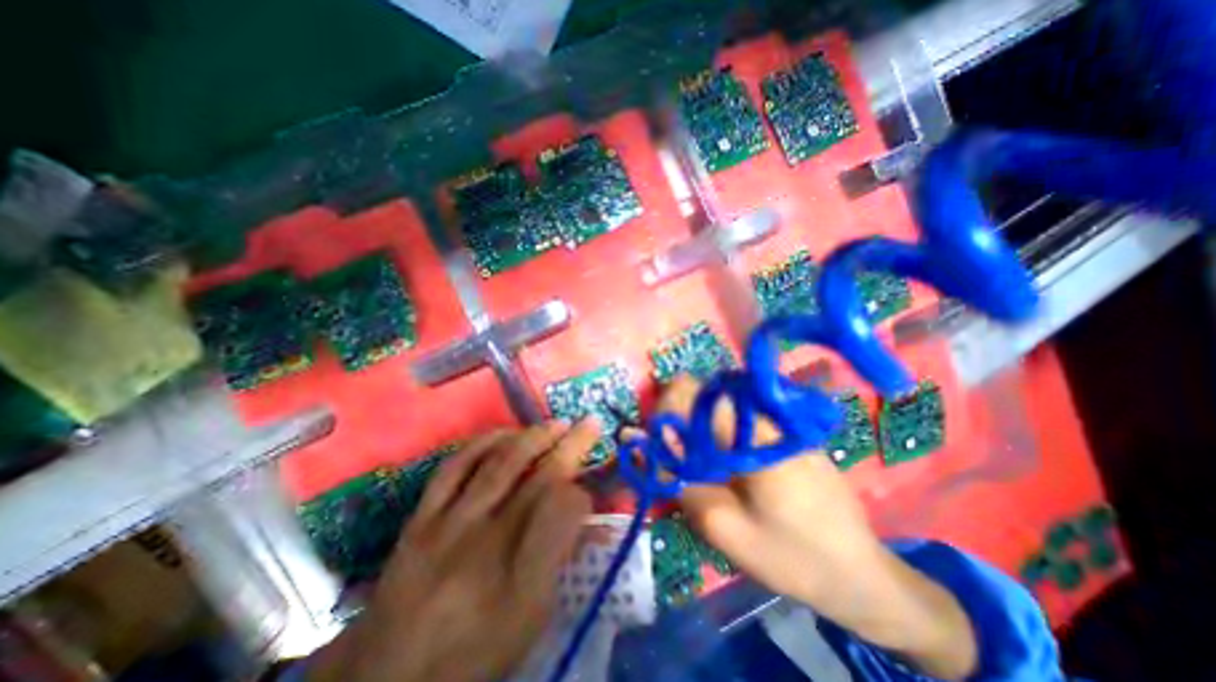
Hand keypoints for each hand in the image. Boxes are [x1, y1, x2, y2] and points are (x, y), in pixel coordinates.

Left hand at [310, 421, 598, 680]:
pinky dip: (484, 442)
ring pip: (500, 464)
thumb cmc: (474, 649)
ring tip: (555, 424)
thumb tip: (593, 518)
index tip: (590, 487)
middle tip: (589, 423)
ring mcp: (449, 525)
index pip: (563, 515)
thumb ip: (562, 559)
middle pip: (539, 480)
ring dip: (534, 436)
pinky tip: (505, 433)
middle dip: (571, 446)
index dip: (583, 492)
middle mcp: (486, 546)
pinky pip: (455, 465)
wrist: (388, 675)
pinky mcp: (421, 517)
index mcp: (520, 584)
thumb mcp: (531, 618)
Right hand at [655, 375, 974, 679]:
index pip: (692, 391)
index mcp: (753, 435)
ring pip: (719, 404)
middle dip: (680, 420)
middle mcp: (766, 416)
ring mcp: (779, 421)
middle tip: (678, 458)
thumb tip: (648, 444)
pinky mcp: (785, 431)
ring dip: (699, 428)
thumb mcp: (725, 531)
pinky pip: (738, 417)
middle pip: (704, 394)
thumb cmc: (793, 558)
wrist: (862, 576)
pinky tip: (728, 467)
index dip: (665, 408)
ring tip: (702, 466)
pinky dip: (719, 434)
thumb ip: (682, 481)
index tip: (660, 440)